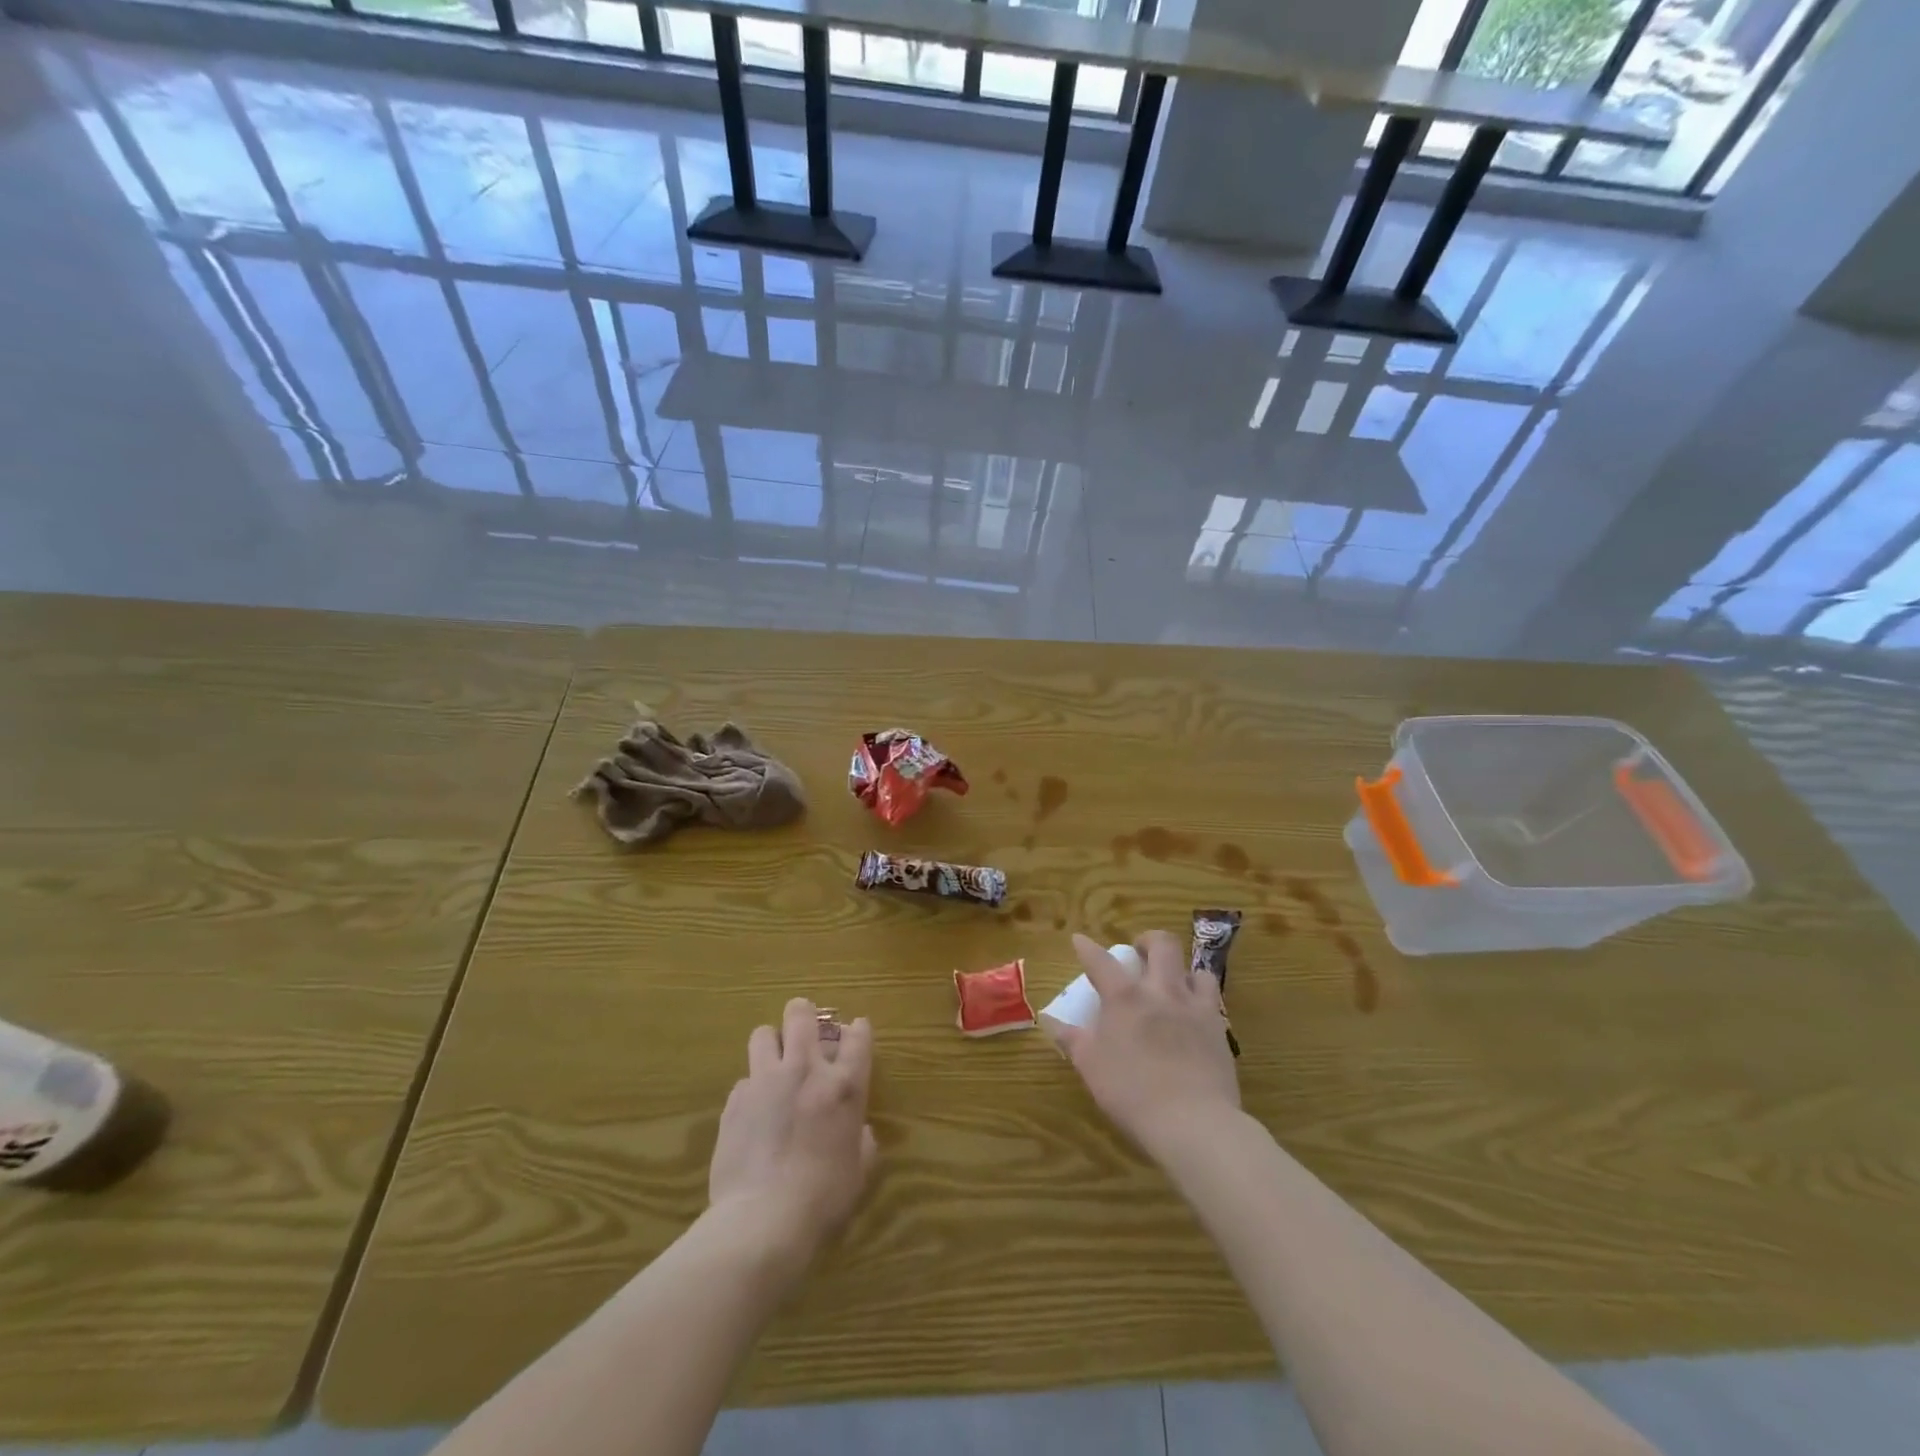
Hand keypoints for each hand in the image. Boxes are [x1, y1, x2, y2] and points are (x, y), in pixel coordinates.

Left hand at [708, 998, 878, 1273]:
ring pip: (763, 1034)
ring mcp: (766, 1081)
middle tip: (804, 1027)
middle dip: (803, 1013)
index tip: (856, 1030)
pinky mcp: (735, 1101)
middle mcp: (805, 1070)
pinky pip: (743, 1080)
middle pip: (801, 1015)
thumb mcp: (858, 1172)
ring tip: (773, 1061)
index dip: (858, 1029)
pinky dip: (751, 1089)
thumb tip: (859, 1133)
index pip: (858, 1037)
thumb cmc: (823, 1199)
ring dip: (771, 1043)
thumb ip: (861, 1143)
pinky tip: (752, 1111)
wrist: (763, 1220)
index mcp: (844, 1086)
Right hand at [1056, 932, 1239, 1156]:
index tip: (1079, 939)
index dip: (1087, 947)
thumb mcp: (1091, 1067)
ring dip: (1180, 970)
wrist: (1194, 1122)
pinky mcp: (1218, 1027)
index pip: (1100, 960)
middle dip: (1147, 940)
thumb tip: (1050, 1021)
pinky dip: (1200, 996)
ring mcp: (1194, 1006)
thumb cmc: (1132, 1093)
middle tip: (1138, 953)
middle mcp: (1161, 991)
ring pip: (1193, 968)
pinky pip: (1211, 997)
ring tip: (1171, 983)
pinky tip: (1193, 1012)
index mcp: (1124, 997)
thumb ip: (1071, 1039)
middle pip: (1161, 944)